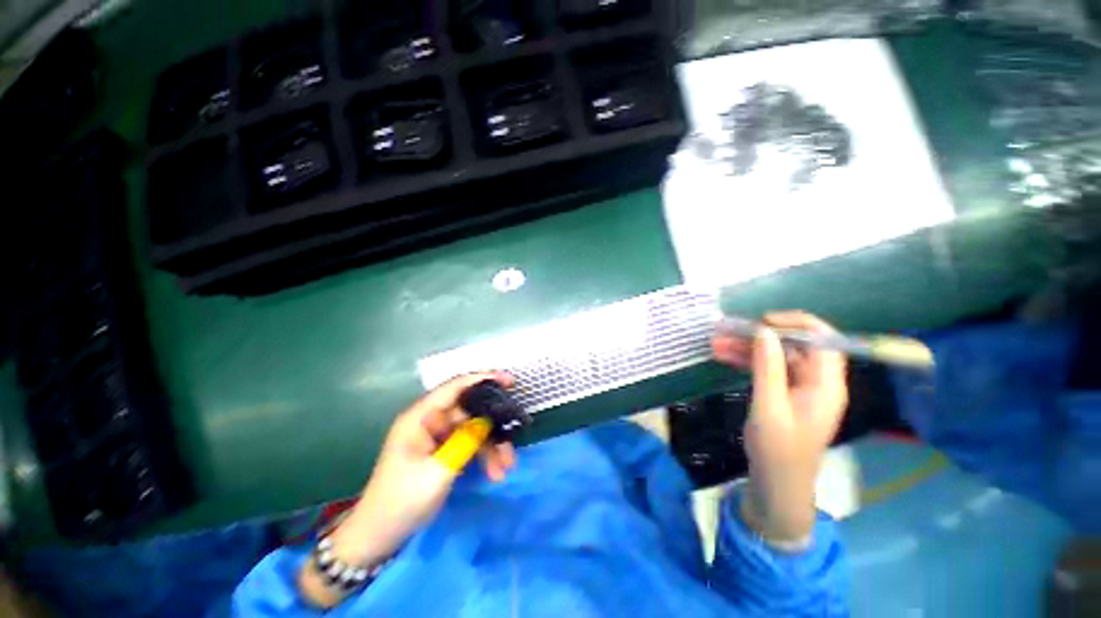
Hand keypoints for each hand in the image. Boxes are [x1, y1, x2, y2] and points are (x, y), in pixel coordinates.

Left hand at [299, 372, 515, 606]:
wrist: (380, 537)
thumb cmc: (402, 501)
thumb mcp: (438, 471)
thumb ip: (465, 441)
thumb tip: (489, 419)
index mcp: (420, 416)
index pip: (456, 387)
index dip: (484, 379)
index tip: (510, 382)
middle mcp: (430, 420)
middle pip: (470, 411)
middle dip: (494, 425)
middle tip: (513, 439)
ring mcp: (437, 436)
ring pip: (474, 428)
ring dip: (492, 445)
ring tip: (506, 468)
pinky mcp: (443, 450)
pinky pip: (470, 443)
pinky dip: (484, 454)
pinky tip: (495, 472)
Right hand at [712, 312, 847, 542]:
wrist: (776, 483)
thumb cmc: (777, 450)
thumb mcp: (769, 407)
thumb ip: (769, 367)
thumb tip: (764, 331)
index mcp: (826, 385)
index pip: (824, 340)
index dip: (796, 324)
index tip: (763, 322)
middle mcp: (817, 381)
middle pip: (793, 346)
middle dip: (759, 336)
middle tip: (727, 331)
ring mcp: (799, 388)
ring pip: (775, 356)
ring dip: (747, 348)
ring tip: (716, 343)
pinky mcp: (784, 394)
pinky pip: (767, 369)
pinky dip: (746, 361)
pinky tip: (723, 356)